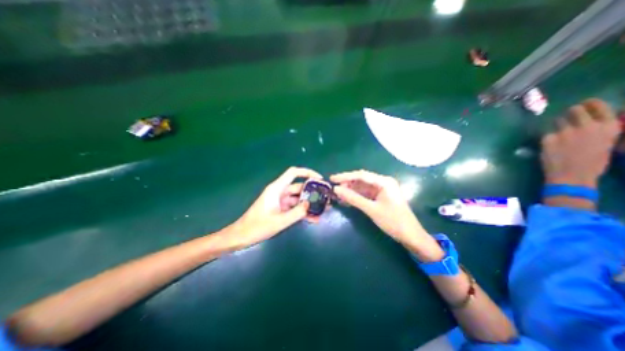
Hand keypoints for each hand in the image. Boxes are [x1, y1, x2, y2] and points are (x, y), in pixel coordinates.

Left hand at [230, 166, 322, 246]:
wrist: (242, 236)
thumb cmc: (257, 227)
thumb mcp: (280, 221)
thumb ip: (297, 212)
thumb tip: (310, 204)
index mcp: (277, 189)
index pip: (293, 173)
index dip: (307, 173)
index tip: (319, 179)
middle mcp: (280, 192)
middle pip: (299, 187)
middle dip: (312, 192)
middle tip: (325, 198)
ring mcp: (280, 201)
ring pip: (298, 199)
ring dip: (309, 204)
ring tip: (323, 209)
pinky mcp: (281, 209)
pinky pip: (294, 207)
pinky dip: (303, 211)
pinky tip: (314, 218)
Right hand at [331, 168, 443, 261]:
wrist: (411, 236)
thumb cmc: (393, 221)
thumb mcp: (371, 209)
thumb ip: (353, 198)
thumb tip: (337, 190)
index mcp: (384, 182)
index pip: (361, 175)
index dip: (345, 176)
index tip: (332, 179)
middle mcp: (383, 182)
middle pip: (361, 180)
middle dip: (347, 183)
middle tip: (333, 188)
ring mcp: (382, 190)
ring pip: (362, 187)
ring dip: (350, 190)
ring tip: (337, 194)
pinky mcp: (380, 197)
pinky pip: (365, 194)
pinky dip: (356, 196)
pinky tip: (347, 199)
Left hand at [543, 97, 618, 186]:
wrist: (571, 176)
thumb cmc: (592, 163)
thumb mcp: (606, 144)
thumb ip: (599, 131)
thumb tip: (593, 120)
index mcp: (608, 127)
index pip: (599, 106)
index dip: (590, 104)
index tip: (586, 103)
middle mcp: (587, 126)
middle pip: (574, 110)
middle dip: (570, 112)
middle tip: (568, 118)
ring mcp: (565, 132)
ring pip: (557, 120)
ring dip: (557, 125)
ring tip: (560, 135)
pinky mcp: (548, 138)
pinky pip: (546, 134)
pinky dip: (548, 138)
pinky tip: (551, 146)